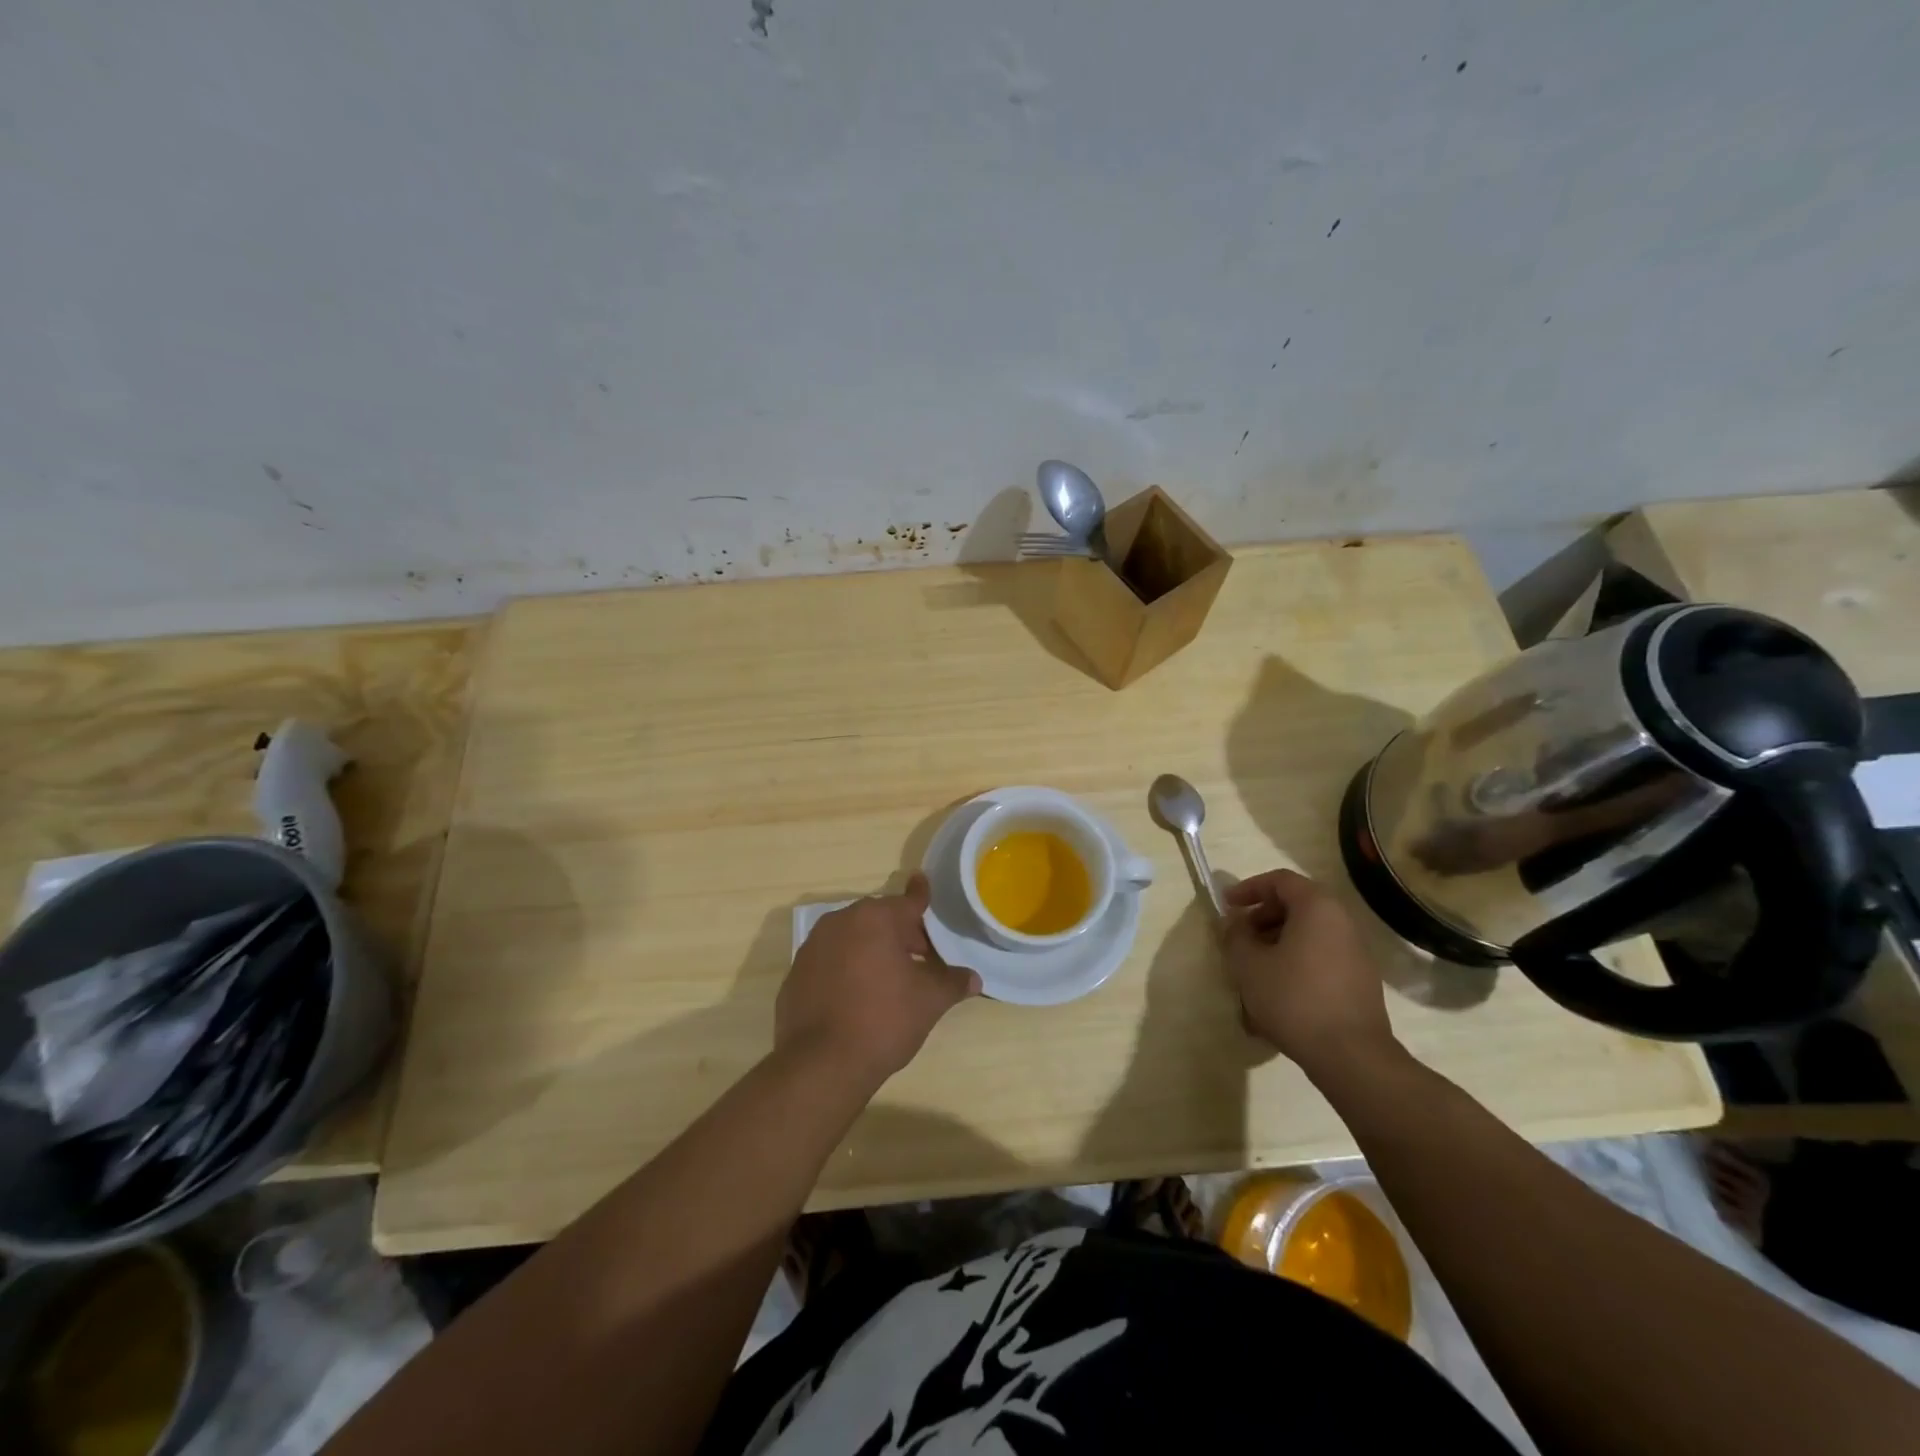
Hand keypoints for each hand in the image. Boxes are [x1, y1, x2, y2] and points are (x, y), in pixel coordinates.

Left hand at [777, 873, 980, 1087]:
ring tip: (892, 979)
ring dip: (873, 950)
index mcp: (874, 919)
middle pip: (880, 920)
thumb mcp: (929, 1001)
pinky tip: (859, 996)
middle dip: (902, 934)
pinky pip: (831, 961)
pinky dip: (847, 969)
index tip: (923, 881)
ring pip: (853, 939)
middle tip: (924, 957)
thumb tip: (972, 978)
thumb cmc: (883, 1020)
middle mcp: (840, 922)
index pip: (907, 901)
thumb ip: (952, 982)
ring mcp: (812, 947)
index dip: (921, 896)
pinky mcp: (796, 974)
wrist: (821, 1064)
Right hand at [1223, 868, 1398, 1079]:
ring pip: (1307, 934)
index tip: (1227, 905)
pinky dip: (1295, 962)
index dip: (1249, 888)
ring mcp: (1355, 953)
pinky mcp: (1359, 981)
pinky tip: (1276, 993)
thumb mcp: (1248, 965)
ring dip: (1276, 943)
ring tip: (1253, 970)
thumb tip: (1234, 923)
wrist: (1351, 1056)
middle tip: (1239, 938)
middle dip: (1261, 918)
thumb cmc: (1294, 998)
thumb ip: (1235, 936)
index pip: (1280, 880)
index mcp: (1317, 908)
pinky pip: (1320, 957)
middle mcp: (1342, 922)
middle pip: (1296, 906)